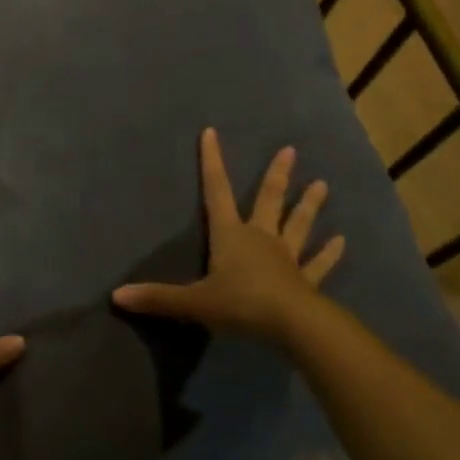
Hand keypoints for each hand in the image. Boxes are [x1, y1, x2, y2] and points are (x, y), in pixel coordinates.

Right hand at [114, 128, 344, 343]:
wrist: (291, 325)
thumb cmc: (241, 305)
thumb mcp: (194, 303)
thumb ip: (158, 298)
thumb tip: (117, 295)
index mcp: (231, 235)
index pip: (216, 192)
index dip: (212, 163)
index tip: (212, 133)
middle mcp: (261, 238)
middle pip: (267, 200)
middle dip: (277, 176)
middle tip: (290, 150)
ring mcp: (287, 257)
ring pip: (298, 225)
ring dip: (309, 205)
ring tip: (322, 184)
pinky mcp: (306, 280)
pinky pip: (318, 264)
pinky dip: (329, 253)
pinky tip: (342, 241)